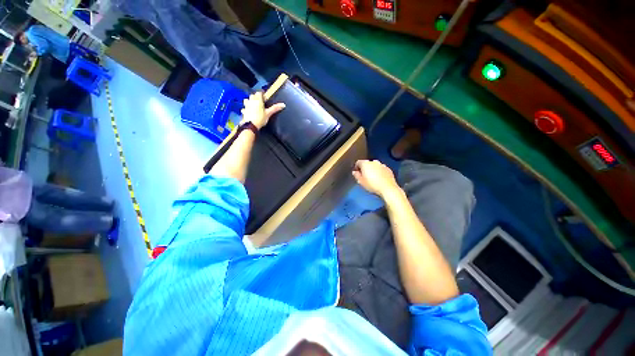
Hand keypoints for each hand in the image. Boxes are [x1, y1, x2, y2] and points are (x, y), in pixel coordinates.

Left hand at [240, 91, 285, 129]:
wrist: (251, 125)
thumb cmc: (260, 118)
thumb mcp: (269, 113)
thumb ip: (275, 108)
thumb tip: (283, 104)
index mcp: (258, 100)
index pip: (259, 93)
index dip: (263, 95)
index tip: (265, 98)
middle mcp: (251, 101)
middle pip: (253, 95)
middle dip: (256, 97)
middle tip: (261, 102)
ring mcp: (246, 105)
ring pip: (247, 100)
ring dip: (250, 101)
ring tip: (254, 105)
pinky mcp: (244, 111)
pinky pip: (244, 108)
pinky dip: (246, 108)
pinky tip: (249, 111)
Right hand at [352, 160, 400, 197]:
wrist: (388, 188)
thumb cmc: (372, 185)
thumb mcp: (361, 182)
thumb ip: (356, 175)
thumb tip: (354, 172)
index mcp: (365, 164)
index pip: (358, 162)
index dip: (356, 167)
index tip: (357, 173)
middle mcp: (374, 162)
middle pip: (367, 163)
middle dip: (365, 168)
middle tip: (364, 176)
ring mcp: (382, 165)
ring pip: (375, 166)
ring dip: (372, 169)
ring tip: (372, 177)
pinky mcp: (388, 169)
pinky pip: (381, 169)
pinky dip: (379, 172)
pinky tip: (379, 178)